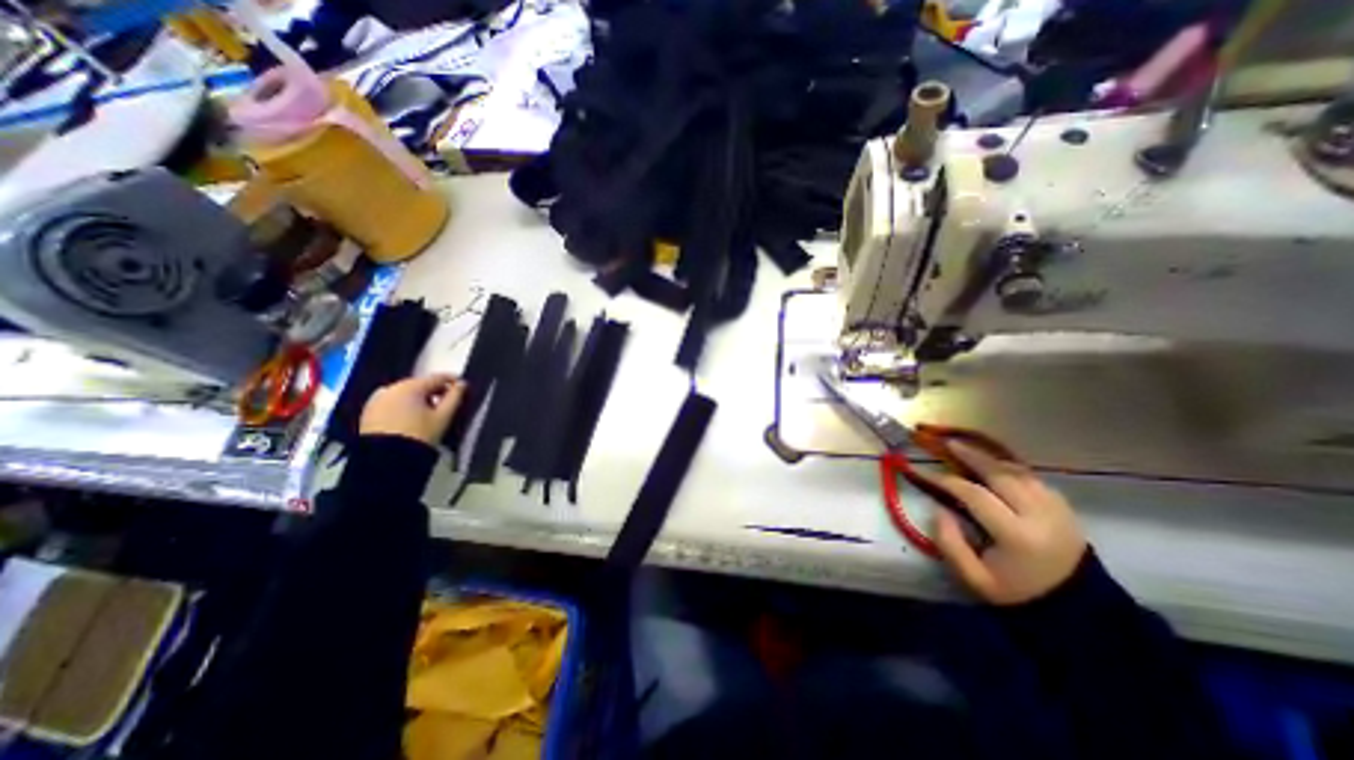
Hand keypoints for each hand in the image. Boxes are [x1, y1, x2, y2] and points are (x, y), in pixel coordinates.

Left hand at [361, 374, 466, 444]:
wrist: (386, 459)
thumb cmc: (420, 434)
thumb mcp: (443, 416)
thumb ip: (455, 397)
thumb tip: (462, 384)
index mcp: (412, 386)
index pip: (437, 378)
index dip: (452, 380)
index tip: (462, 386)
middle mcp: (392, 387)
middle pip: (420, 384)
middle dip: (434, 391)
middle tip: (446, 402)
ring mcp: (377, 398)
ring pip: (405, 393)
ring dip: (418, 398)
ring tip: (428, 411)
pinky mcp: (368, 411)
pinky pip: (392, 402)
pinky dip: (403, 405)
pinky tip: (410, 417)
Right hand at [921, 439, 1087, 605]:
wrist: (1077, 611)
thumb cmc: (1017, 593)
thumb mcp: (974, 577)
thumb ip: (949, 542)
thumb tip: (938, 509)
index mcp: (1017, 535)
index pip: (974, 495)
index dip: (946, 480)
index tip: (924, 472)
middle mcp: (1040, 516)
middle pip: (1001, 474)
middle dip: (971, 456)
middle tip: (948, 443)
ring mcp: (1057, 510)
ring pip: (1019, 472)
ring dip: (991, 459)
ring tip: (969, 449)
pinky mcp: (1066, 509)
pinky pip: (1034, 479)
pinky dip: (1011, 469)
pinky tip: (995, 467)